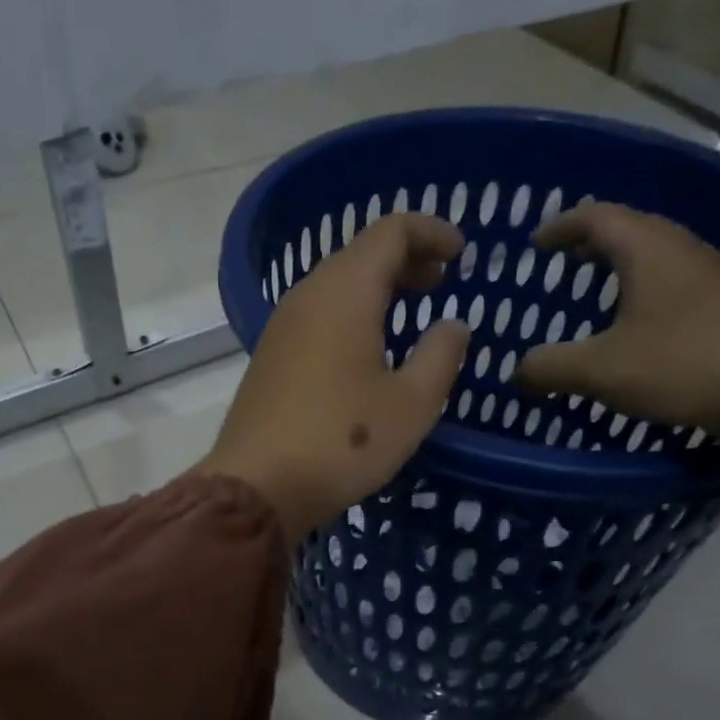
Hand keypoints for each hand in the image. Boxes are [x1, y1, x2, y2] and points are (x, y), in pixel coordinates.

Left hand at [198, 214, 470, 541]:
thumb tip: (452, 325)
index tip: (461, 253)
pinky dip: (350, 316)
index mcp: (345, 292)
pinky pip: (317, 317)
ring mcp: (281, 327)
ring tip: (410, 314)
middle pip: (360, 255)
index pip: (391, 231)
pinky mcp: (269, 358)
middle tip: (441, 283)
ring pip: (336, 286)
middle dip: (406, 260)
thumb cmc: (343, 442)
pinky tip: (367, 350)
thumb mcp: (411, 404)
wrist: (258, 488)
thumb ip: (441, 356)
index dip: (431, 232)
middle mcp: (307, 297)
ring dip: (377, 290)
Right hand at [513, 201, 719, 444]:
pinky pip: (675, 282)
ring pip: (657, 255)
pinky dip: (646, 290)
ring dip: (623, 265)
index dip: (561, 225)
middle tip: (564, 260)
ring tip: (598, 291)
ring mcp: (713, 275)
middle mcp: (682, 250)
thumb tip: (517, 370)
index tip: (535, 243)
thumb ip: (550, 366)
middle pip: (631, 228)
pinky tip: (640, 325)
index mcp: (648, 250)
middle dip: (593, 241)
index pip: (596, 216)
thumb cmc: (684, 364)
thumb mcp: (601, 370)